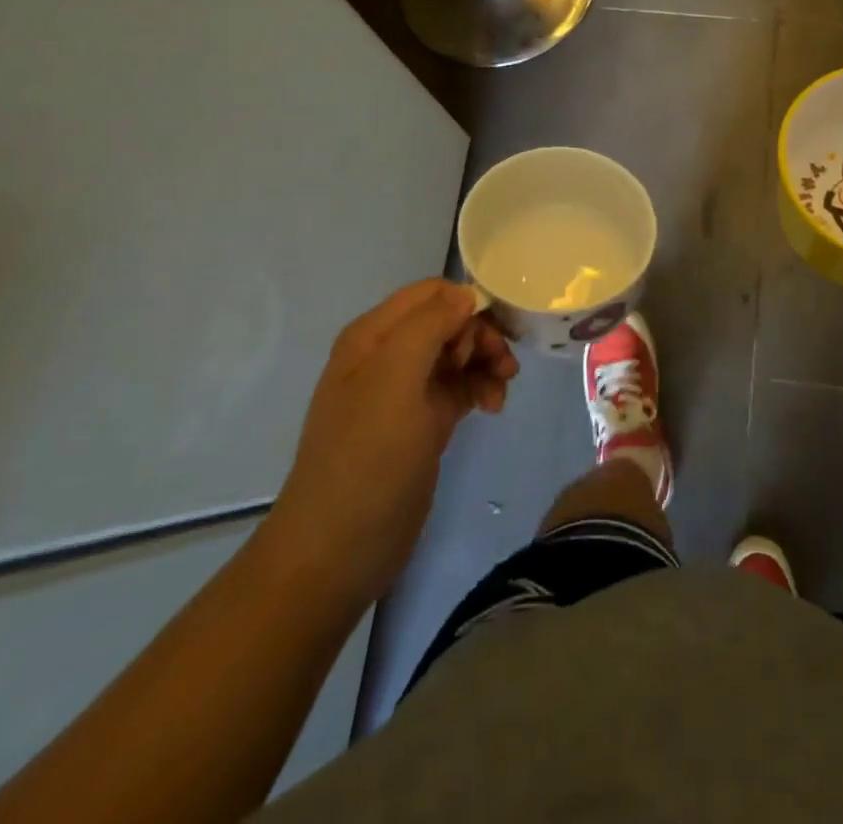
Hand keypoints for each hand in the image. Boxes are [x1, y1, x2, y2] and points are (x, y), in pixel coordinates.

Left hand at [266, 280, 518, 595]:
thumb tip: (467, 294)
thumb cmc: (367, 456)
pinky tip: (494, 407)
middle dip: (481, 336)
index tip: (493, 331)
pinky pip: (461, 387)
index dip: (467, 304)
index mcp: (374, 336)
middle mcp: (388, 355)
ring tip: (503, 388)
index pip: (431, 293)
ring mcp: (406, 391)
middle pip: (449, 321)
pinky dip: (481, 389)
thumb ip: (429, 325)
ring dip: (486, 362)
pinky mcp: (424, 422)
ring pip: (459, 354)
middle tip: (502, 365)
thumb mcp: (395, 379)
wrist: (339, 549)